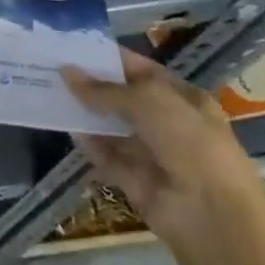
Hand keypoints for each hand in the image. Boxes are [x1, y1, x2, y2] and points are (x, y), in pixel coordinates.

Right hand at [63, 49, 264, 254]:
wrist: (213, 216)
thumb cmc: (189, 141)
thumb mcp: (147, 101)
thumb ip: (104, 89)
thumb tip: (66, 71)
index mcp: (185, 99)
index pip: (143, 71)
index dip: (112, 59)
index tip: (76, 47)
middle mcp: (172, 125)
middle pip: (125, 100)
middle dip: (94, 86)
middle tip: (55, 68)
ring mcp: (156, 156)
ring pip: (115, 129)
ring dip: (88, 114)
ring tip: (51, 93)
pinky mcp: (139, 183)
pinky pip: (109, 158)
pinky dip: (90, 144)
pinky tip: (67, 127)